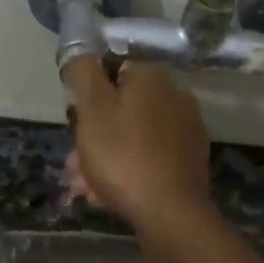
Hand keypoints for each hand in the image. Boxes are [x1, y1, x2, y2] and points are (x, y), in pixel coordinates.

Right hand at [64, 58, 212, 244]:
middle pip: (122, 107)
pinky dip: (128, 169)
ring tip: (85, 189)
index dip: (87, 96)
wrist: (169, 211)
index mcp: (151, 76)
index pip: (111, 70)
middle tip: (73, 166)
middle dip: (93, 135)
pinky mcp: (190, 159)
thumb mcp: (92, 109)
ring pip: (132, 135)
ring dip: (105, 157)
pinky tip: (109, 194)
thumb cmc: (122, 155)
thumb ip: (84, 72)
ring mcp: (186, 128)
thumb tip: (83, 51)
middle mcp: (175, 94)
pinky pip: (150, 156)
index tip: (74, 122)